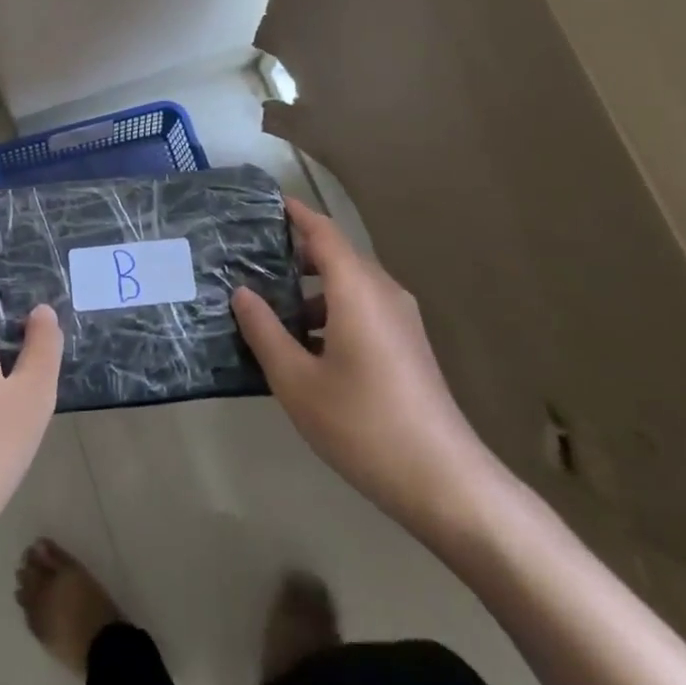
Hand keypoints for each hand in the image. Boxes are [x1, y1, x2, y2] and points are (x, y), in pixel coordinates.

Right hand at [231, 198, 505, 537]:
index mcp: (357, 290)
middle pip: (337, 256)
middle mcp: (383, 294)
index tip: (265, 204)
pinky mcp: (407, 346)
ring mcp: (401, 320)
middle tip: (250, 259)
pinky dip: (331, 310)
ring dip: (311, 288)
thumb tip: (242, 293)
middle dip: (296, 252)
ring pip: (350, 285)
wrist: (443, 481)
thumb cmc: (361, 423)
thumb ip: (265, 331)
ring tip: (269, 305)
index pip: (323, 233)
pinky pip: (363, 309)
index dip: (295, 214)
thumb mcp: (296, 380)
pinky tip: (303, 344)